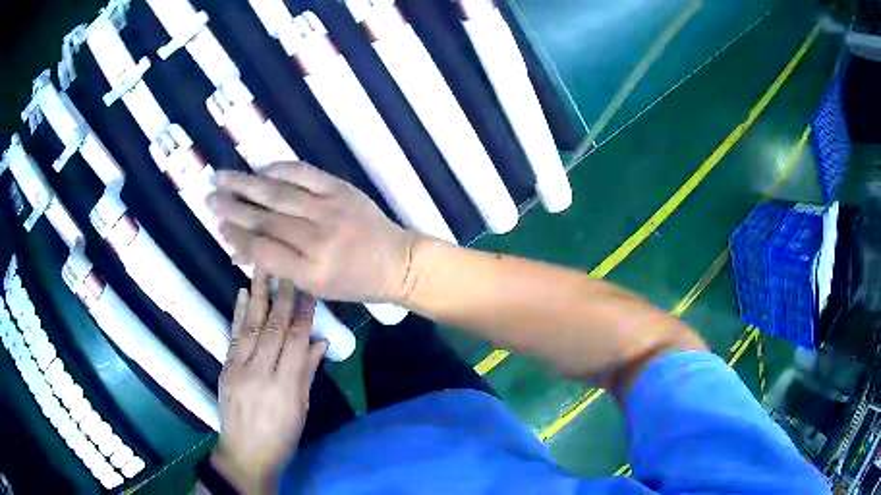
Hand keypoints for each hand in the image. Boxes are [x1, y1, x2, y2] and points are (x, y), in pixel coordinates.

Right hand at [207, 162, 417, 302]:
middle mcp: (318, 240)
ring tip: (221, 178)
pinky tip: (261, 168)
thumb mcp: (315, 287)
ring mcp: (330, 210)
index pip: (262, 251)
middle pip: (264, 219)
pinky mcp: (342, 189)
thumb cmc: (354, 281)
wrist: (397, 260)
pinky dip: (279, 169)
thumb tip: (239, 248)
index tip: (218, 227)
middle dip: (231, 208)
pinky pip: (304, 173)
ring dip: (246, 184)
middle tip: (208, 198)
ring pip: (279, 194)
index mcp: (311, 273)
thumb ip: (279, 267)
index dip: (235, 238)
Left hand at [212, 273, 325, 493]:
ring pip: (252, 326)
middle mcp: (260, 373)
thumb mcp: (301, 411)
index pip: (297, 342)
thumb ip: (307, 374)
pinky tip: (243, 294)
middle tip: (289, 270)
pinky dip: (239, 313)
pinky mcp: (225, 368)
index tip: (310, 291)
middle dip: (283, 298)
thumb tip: (319, 342)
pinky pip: (233, 336)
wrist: (245, 453)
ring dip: (259, 296)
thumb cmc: (281, 438)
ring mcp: (239, 369)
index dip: (305, 314)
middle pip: (274, 329)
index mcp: (285, 387)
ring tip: (264, 270)